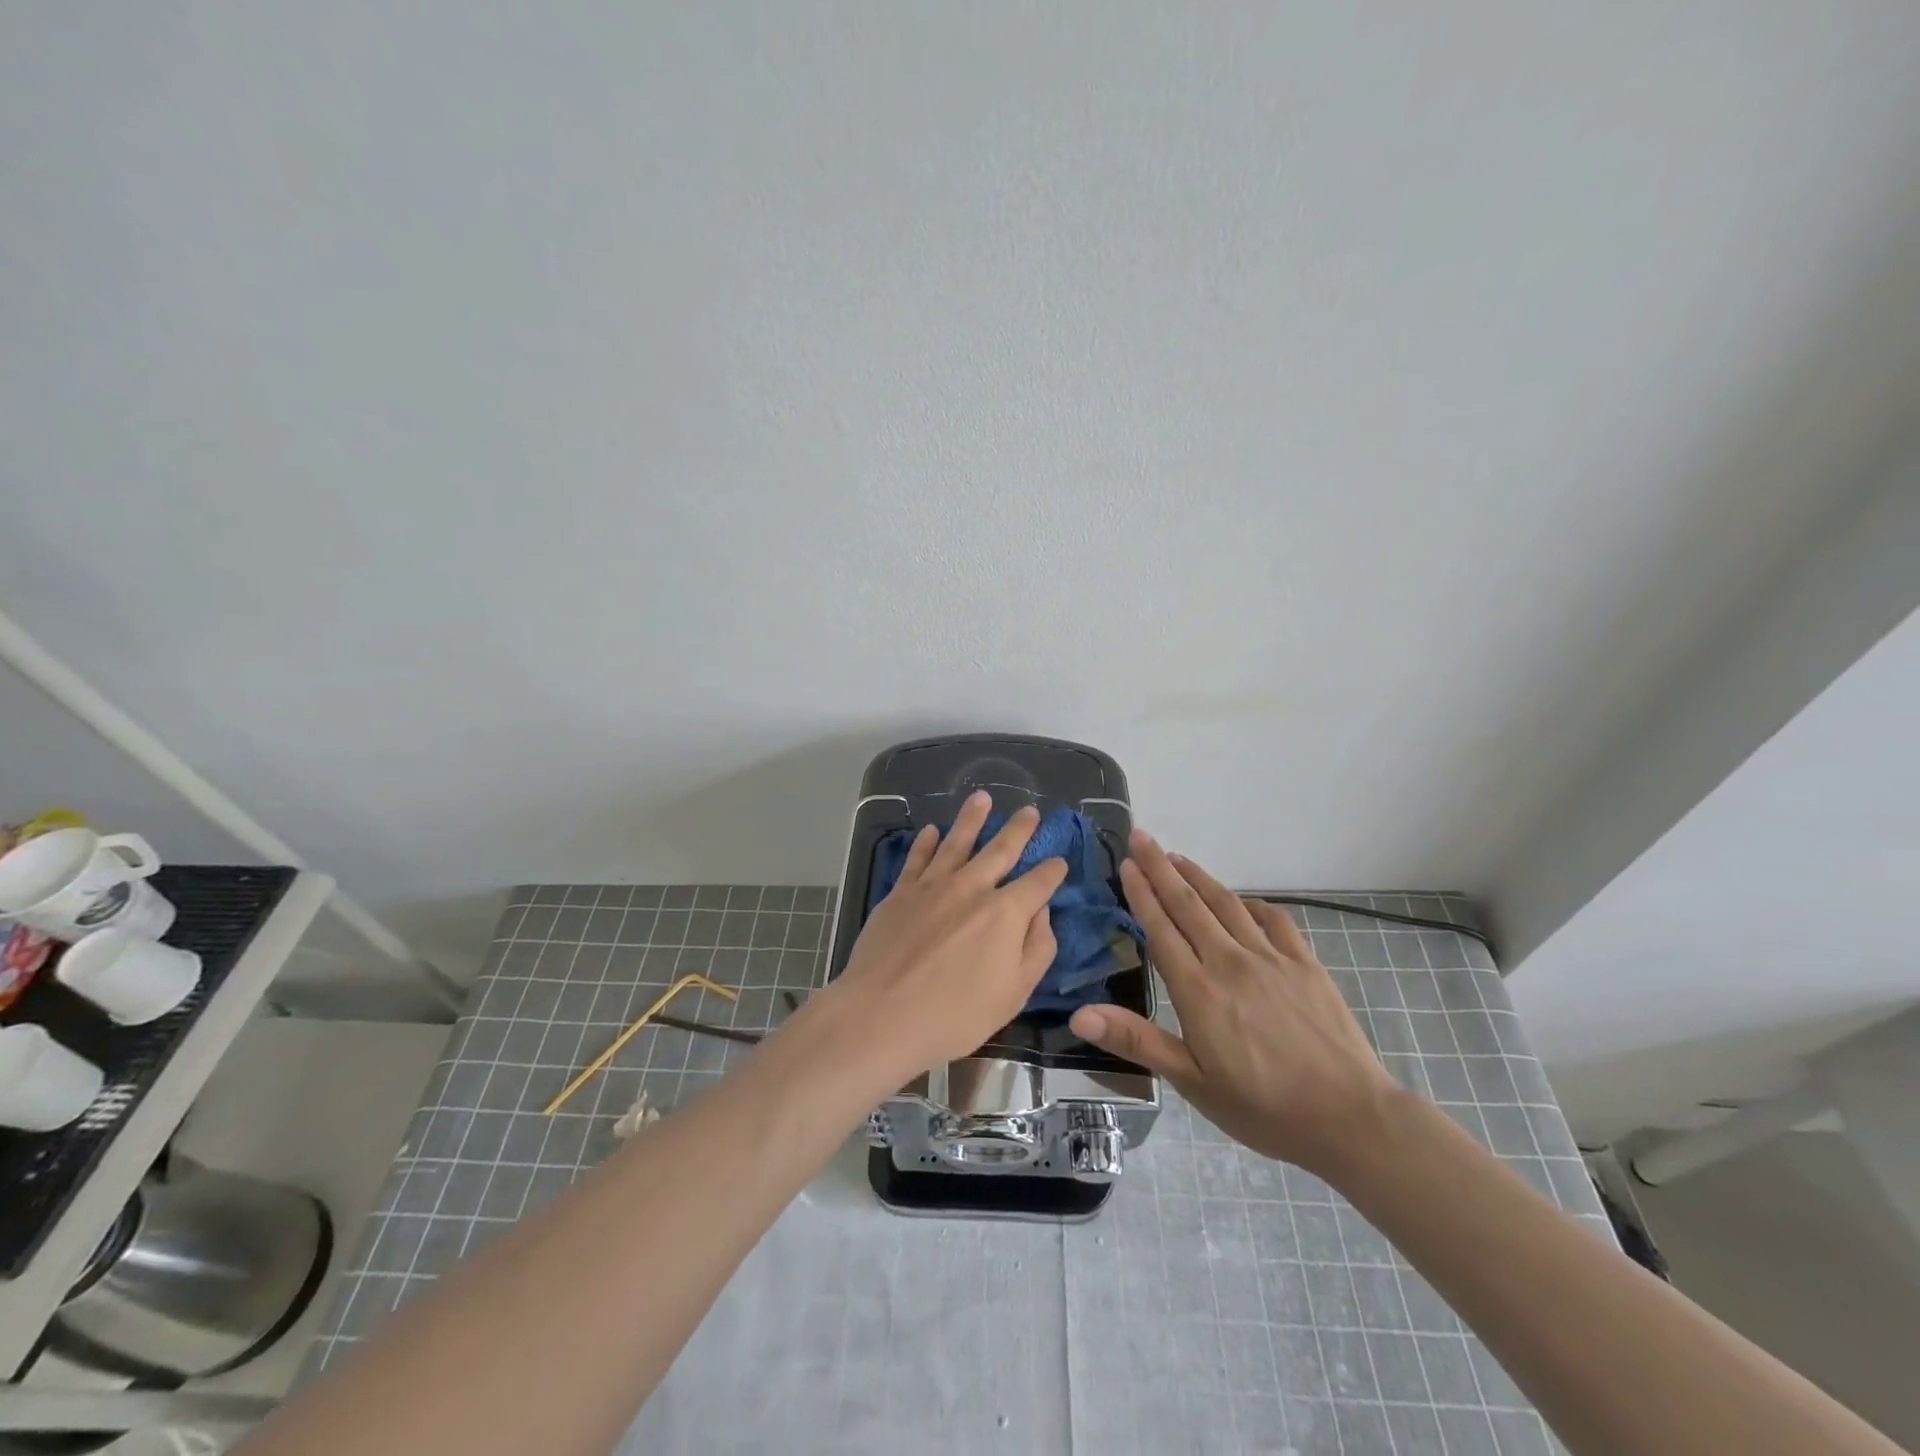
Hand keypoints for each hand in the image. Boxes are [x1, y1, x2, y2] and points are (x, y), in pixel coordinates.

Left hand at [824, 792, 1068, 1085]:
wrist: (881, 1014)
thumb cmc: (955, 1016)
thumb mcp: (1014, 994)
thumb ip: (1037, 949)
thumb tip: (1042, 912)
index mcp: (1006, 913)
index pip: (1039, 883)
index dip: (1053, 870)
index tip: (1059, 862)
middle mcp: (972, 888)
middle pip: (1001, 850)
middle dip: (1019, 829)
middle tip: (1030, 811)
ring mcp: (933, 885)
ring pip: (957, 841)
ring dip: (972, 818)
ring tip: (982, 797)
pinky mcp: (901, 892)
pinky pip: (918, 858)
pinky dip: (927, 842)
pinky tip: (932, 830)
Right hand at [1069, 830, 1401, 1175]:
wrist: (1349, 1117)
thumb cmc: (1262, 1107)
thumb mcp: (1192, 1082)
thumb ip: (1136, 1041)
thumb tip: (1079, 1014)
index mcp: (1198, 990)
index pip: (1160, 929)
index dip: (1141, 893)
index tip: (1126, 864)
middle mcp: (1230, 961)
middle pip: (1188, 904)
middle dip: (1161, 868)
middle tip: (1141, 837)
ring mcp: (1270, 958)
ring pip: (1226, 904)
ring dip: (1198, 876)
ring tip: (1176, 857)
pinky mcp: (1304, 963)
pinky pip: (1271, 919)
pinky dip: (1249, 903)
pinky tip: (1239, 900)